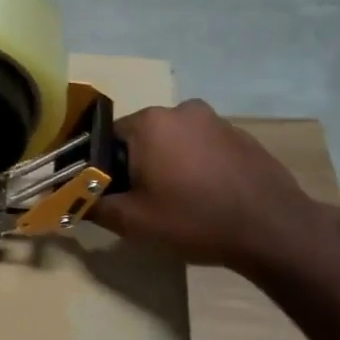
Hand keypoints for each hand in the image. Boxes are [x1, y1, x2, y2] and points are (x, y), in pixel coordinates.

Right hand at [91, 100, 332, 272]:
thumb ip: (92, 205)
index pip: (107, 140)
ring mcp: (215, 121)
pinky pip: (203, 148)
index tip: (113, 198)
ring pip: (174, 143)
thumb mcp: (132, 221)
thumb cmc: (193, 220)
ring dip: (168, 166)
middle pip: (142, 138)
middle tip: (144, 205)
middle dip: (137, 167)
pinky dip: (196, 167)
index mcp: (149, 123)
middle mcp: (181, 110)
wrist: (273, 229)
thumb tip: (66, 197)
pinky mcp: (241, 136)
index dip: (105, 171)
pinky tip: (206, 198)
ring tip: (178, 204)